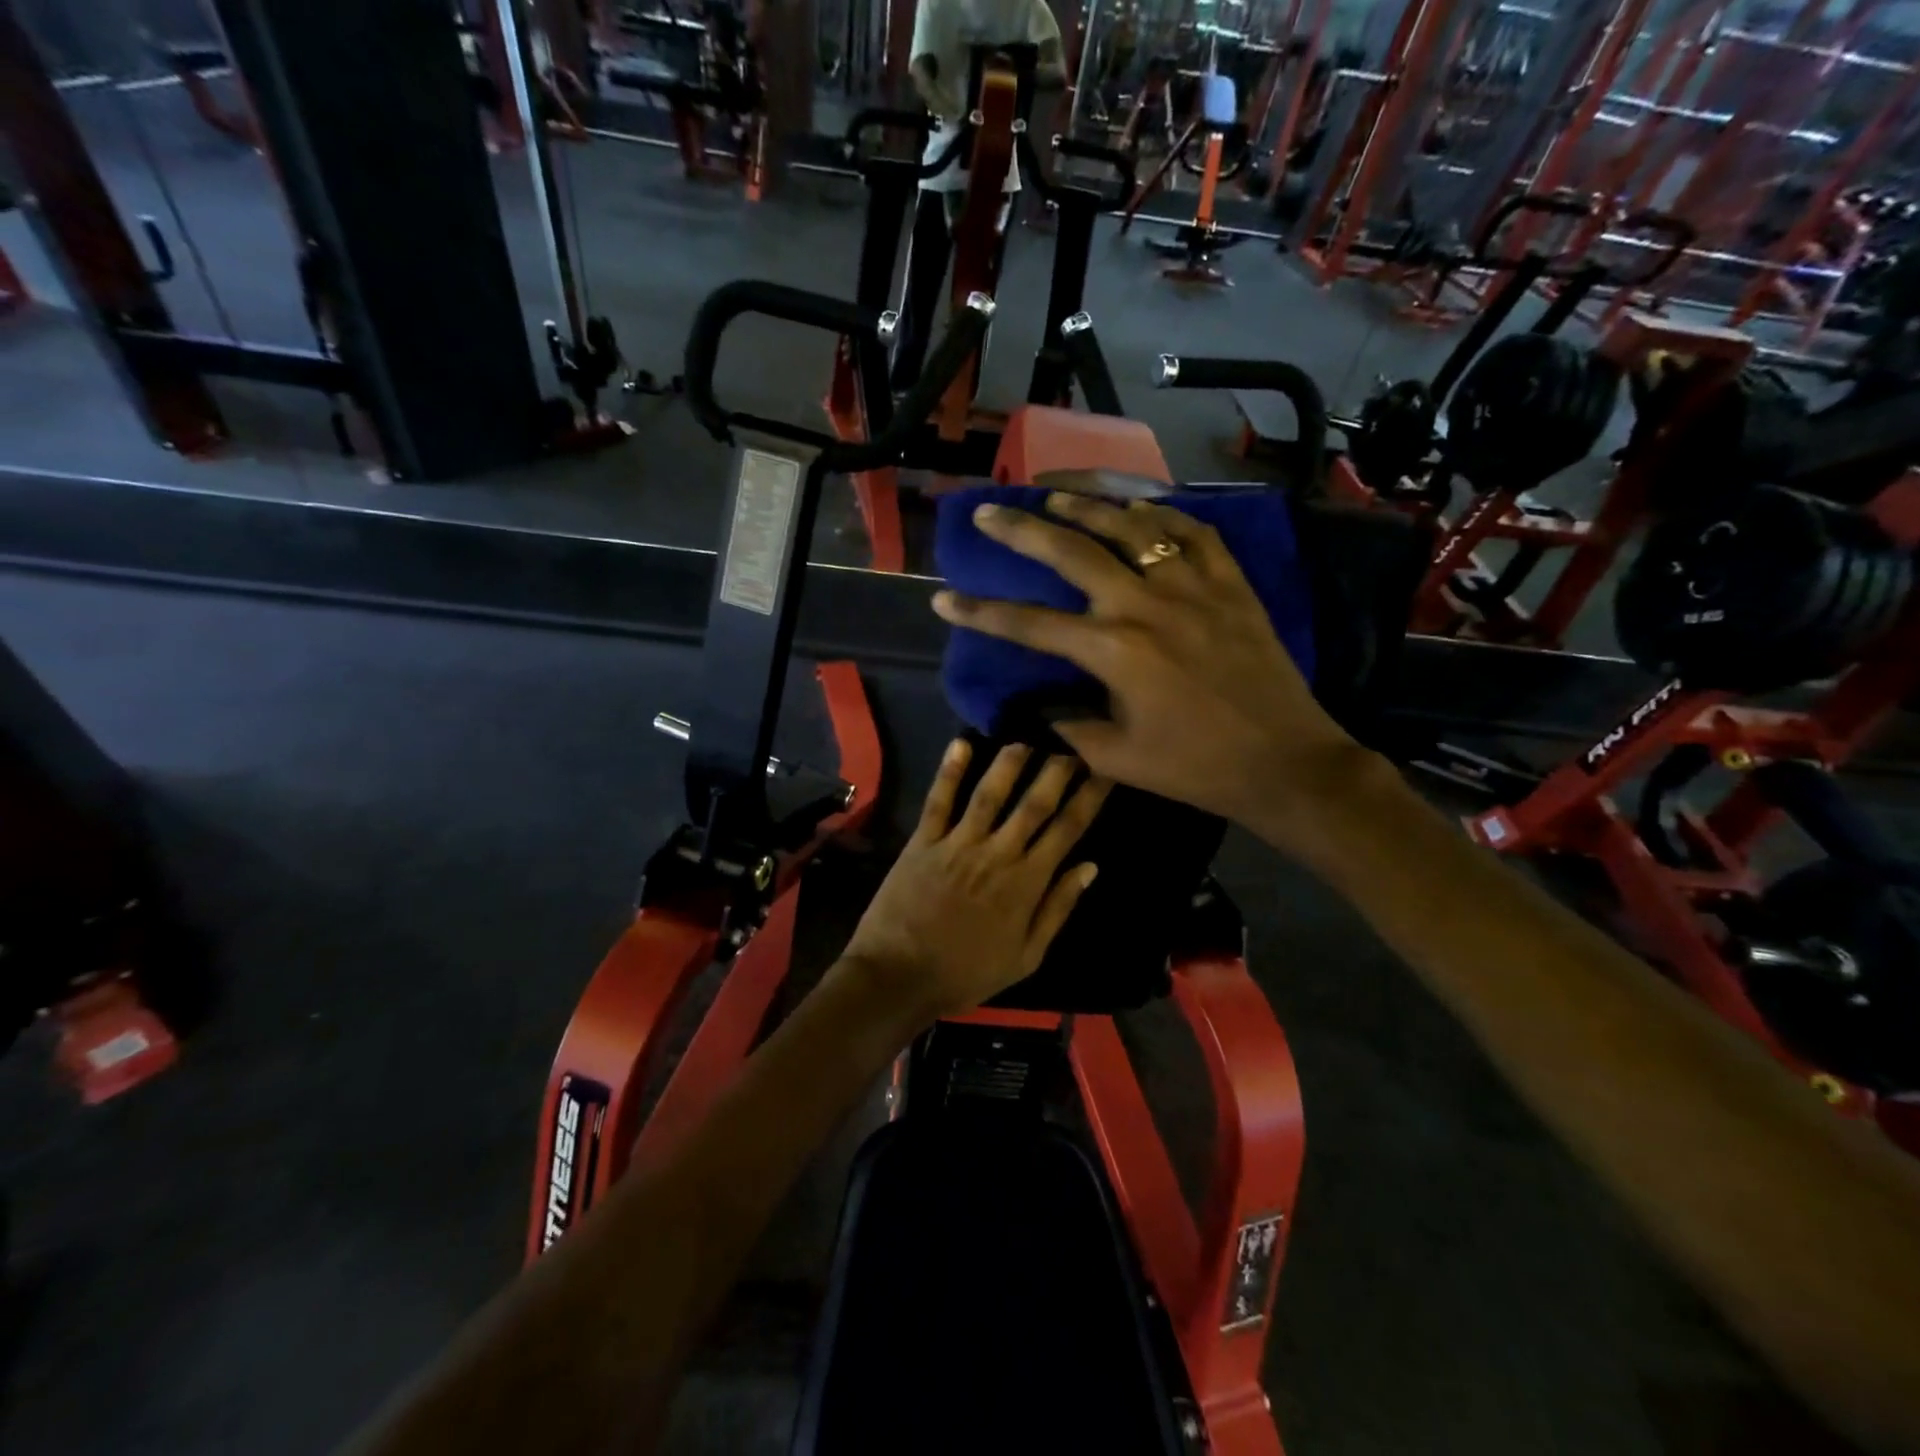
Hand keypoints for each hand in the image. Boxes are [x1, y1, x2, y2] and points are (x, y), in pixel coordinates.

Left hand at [841, 740, 1108, 1021]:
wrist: (900, 977)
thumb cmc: (967, 973)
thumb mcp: (1026, 956)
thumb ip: (1058, 908)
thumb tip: (1090, 866)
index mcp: (1027, 882)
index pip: (1068, 829)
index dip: (1089, 796)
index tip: (1105, 768)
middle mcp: (998, 853)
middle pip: (1034, 803)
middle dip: (1058, 769)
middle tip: (1073, 739)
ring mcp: (958, 843)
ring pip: (990, 793)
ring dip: (1010, 762)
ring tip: (1026, 736)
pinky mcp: (923, 841)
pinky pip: (939, 800)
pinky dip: (950, 771)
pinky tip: (962, 742)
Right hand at [931, 493, 1371, 859]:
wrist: (1283, 761)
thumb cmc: (1195, 767)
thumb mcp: (1115, 758)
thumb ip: (1067, 726)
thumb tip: (1038, 704)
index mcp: (1112, 651)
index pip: (1028, 624)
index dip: (980, 612)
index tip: (942, 597)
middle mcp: (1144, 604)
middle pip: (1070, 552)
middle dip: (1020, 530)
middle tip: (987, 512)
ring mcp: (1192, 586)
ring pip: (1130, 526)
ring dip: (1085, 506)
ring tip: (1053, 493)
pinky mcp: (1230, 583)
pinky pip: (1192, 531)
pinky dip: (1161, 514)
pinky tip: (1140, 509)